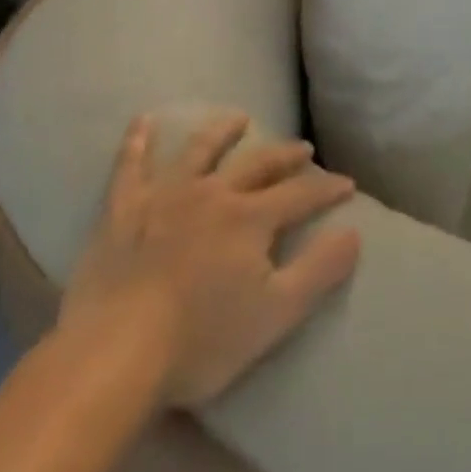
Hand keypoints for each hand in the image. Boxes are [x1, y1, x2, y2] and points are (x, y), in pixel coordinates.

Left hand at [61, 113, 362, 407]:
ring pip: (199, 151)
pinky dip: (137, 140)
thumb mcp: (276, 314)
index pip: (300, 195)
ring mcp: (165, 196)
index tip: (347, 183)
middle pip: (257, 165)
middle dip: (284, 156)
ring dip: (221, 132)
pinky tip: (144, 120)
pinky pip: (130, 165)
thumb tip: (353, 233)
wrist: (116, 352)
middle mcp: (213, 194)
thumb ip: (318, 271)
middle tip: (303, 148)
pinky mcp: (123, 208)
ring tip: (238, 119)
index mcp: (250, 219)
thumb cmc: (202, 341)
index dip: (327, 189)